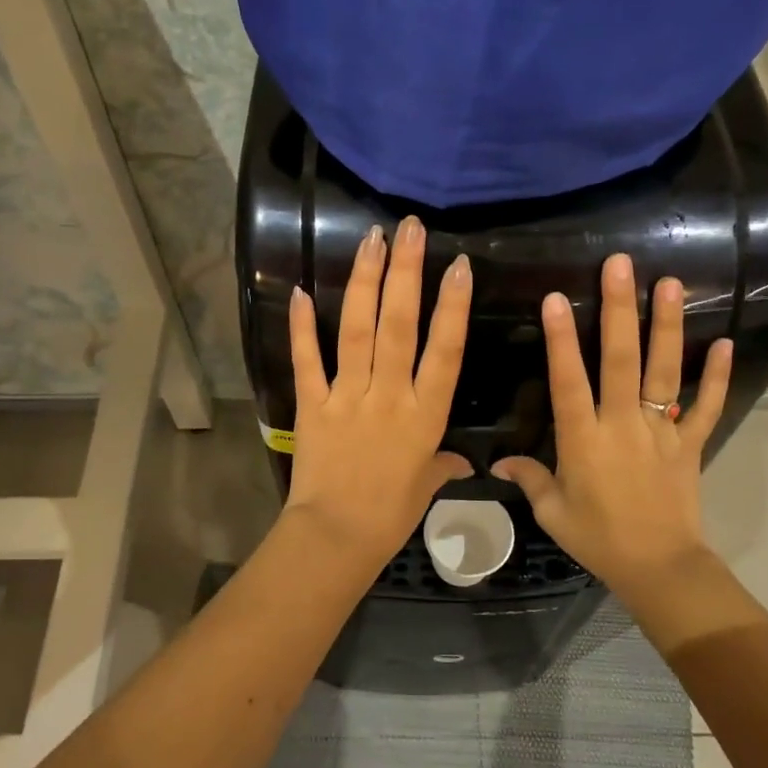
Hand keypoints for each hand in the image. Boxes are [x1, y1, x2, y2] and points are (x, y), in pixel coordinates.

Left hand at [283, 215, 473, 568]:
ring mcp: (348, 396)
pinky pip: (307, 360)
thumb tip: (464, 463)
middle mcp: (389, 395)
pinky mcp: (313, 404)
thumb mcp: (425, 487)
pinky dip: (302, 327)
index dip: (453, 306)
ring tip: (372, 240)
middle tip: (410, 229)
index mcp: (425, 414)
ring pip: (358, 331)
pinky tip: (303, 291)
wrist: (336, 538)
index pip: (445, 350)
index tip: (459, 266)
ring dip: (365, 283)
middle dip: (406, 273)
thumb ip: (443, 465)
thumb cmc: (390, 515)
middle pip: (400, 326)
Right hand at [492, 252, 731, 593]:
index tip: (556, 298)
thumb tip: (499, 461)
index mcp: (584, 440)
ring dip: (667, 326)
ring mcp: (661, 430)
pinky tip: (725, 342)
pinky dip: (715, 376)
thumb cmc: (598, 539)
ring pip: (663, 371)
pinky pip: (705, 406)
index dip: (561, 340)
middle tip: (619, 265)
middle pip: (621, 361)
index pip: (568, 381)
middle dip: (619, 310)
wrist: (659, 567)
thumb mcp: (553, 512)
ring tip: (670, 283)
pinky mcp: (689, 443)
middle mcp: (622, 425)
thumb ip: (529, 478)